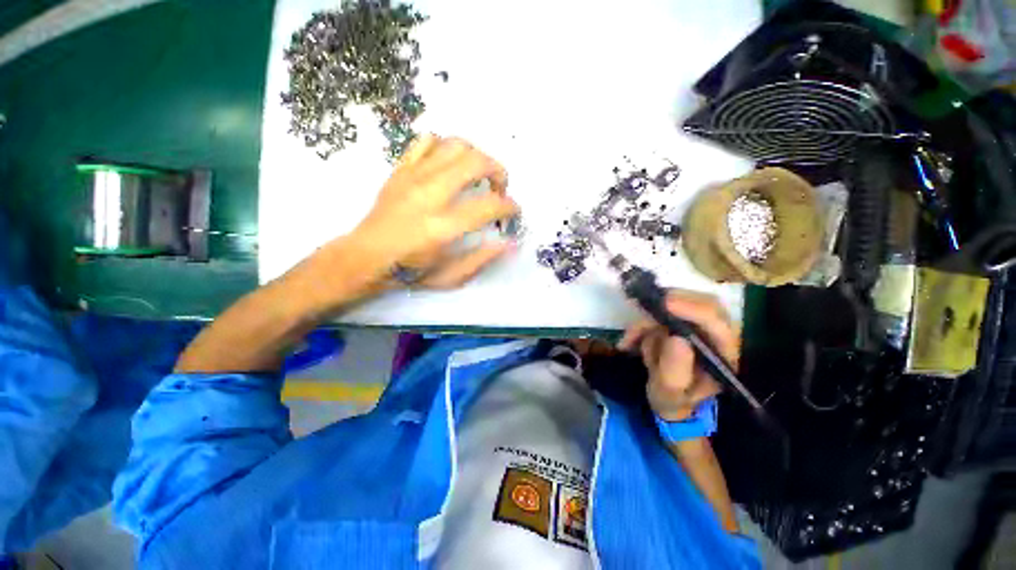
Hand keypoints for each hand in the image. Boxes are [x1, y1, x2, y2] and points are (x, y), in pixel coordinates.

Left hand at [345, 134, 518, 288]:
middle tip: (499, 189)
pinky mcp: (401, 169)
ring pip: (455, 145)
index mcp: (443, 227)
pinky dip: (445, 147)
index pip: (489, 205)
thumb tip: (510, 242)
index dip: (510, 206)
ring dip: (476, 157)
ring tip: (479, 175)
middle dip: (499, 172)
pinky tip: (449, 165)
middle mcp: (430, 195)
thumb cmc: (411, 271)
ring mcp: (413, 177)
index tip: (512, 212)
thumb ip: (482, 258)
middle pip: (476, 162)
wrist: (366, 257)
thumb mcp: (451, 276)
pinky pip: (427, 141)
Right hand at [618, 291, 739, 420]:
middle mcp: (716, 335)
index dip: (693, 308)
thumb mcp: (670, 393)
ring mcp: (698, 325)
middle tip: (644, 308)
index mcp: (723, 353)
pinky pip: (660, 312)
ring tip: (632, 340)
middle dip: (670, 304)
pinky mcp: (681, 321)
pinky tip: (629, 341)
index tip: (665, 304)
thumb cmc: (674, 400)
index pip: (716, 322)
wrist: (670, 400)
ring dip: (649, 319)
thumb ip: (675, 370)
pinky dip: (641, 323)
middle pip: (702, 303)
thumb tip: (676, 338)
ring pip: (679, 304)